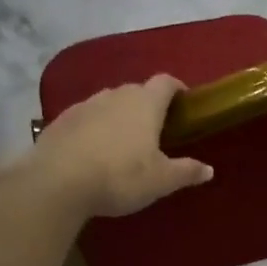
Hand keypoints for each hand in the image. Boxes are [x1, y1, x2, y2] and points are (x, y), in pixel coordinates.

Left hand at [33, 74, 212, 217]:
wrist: (57, 182)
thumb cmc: (120, 176)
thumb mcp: (161, 180)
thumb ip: (186, 172)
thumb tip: (209, 169)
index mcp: (145, 103)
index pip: (166, 82)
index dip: (176, 89)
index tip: (183, 102)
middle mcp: (115, 95)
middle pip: (137, 91)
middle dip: (148, 105)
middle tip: (155, 129)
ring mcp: (85, 105)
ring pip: (109, 103)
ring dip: (119, 115)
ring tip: (123, 141)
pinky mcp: (60, 120)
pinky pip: (86, 118)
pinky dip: (94, 127)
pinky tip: (93, 150)